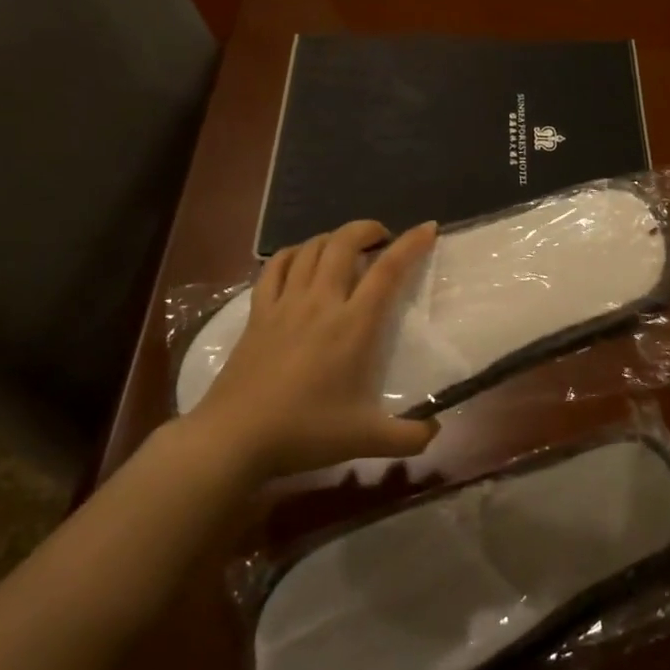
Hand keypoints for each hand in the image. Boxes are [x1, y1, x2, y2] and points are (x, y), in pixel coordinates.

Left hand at [183, 219, 439, 478]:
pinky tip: (299, 260)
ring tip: (345, 247)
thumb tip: (435, 432)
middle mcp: (320, 302)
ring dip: (332, 238)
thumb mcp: (365, 440)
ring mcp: (285, 304)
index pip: (387, 271)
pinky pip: (274, 267)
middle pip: (343, 243)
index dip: (411, 244)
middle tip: (382, 238)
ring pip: (310, 249)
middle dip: (367, 229)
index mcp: (353, 325)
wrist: (234, 438)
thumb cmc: (305, 432)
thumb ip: (408, 438)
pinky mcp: (257, 313)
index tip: (427, 228)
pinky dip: (291, 253)